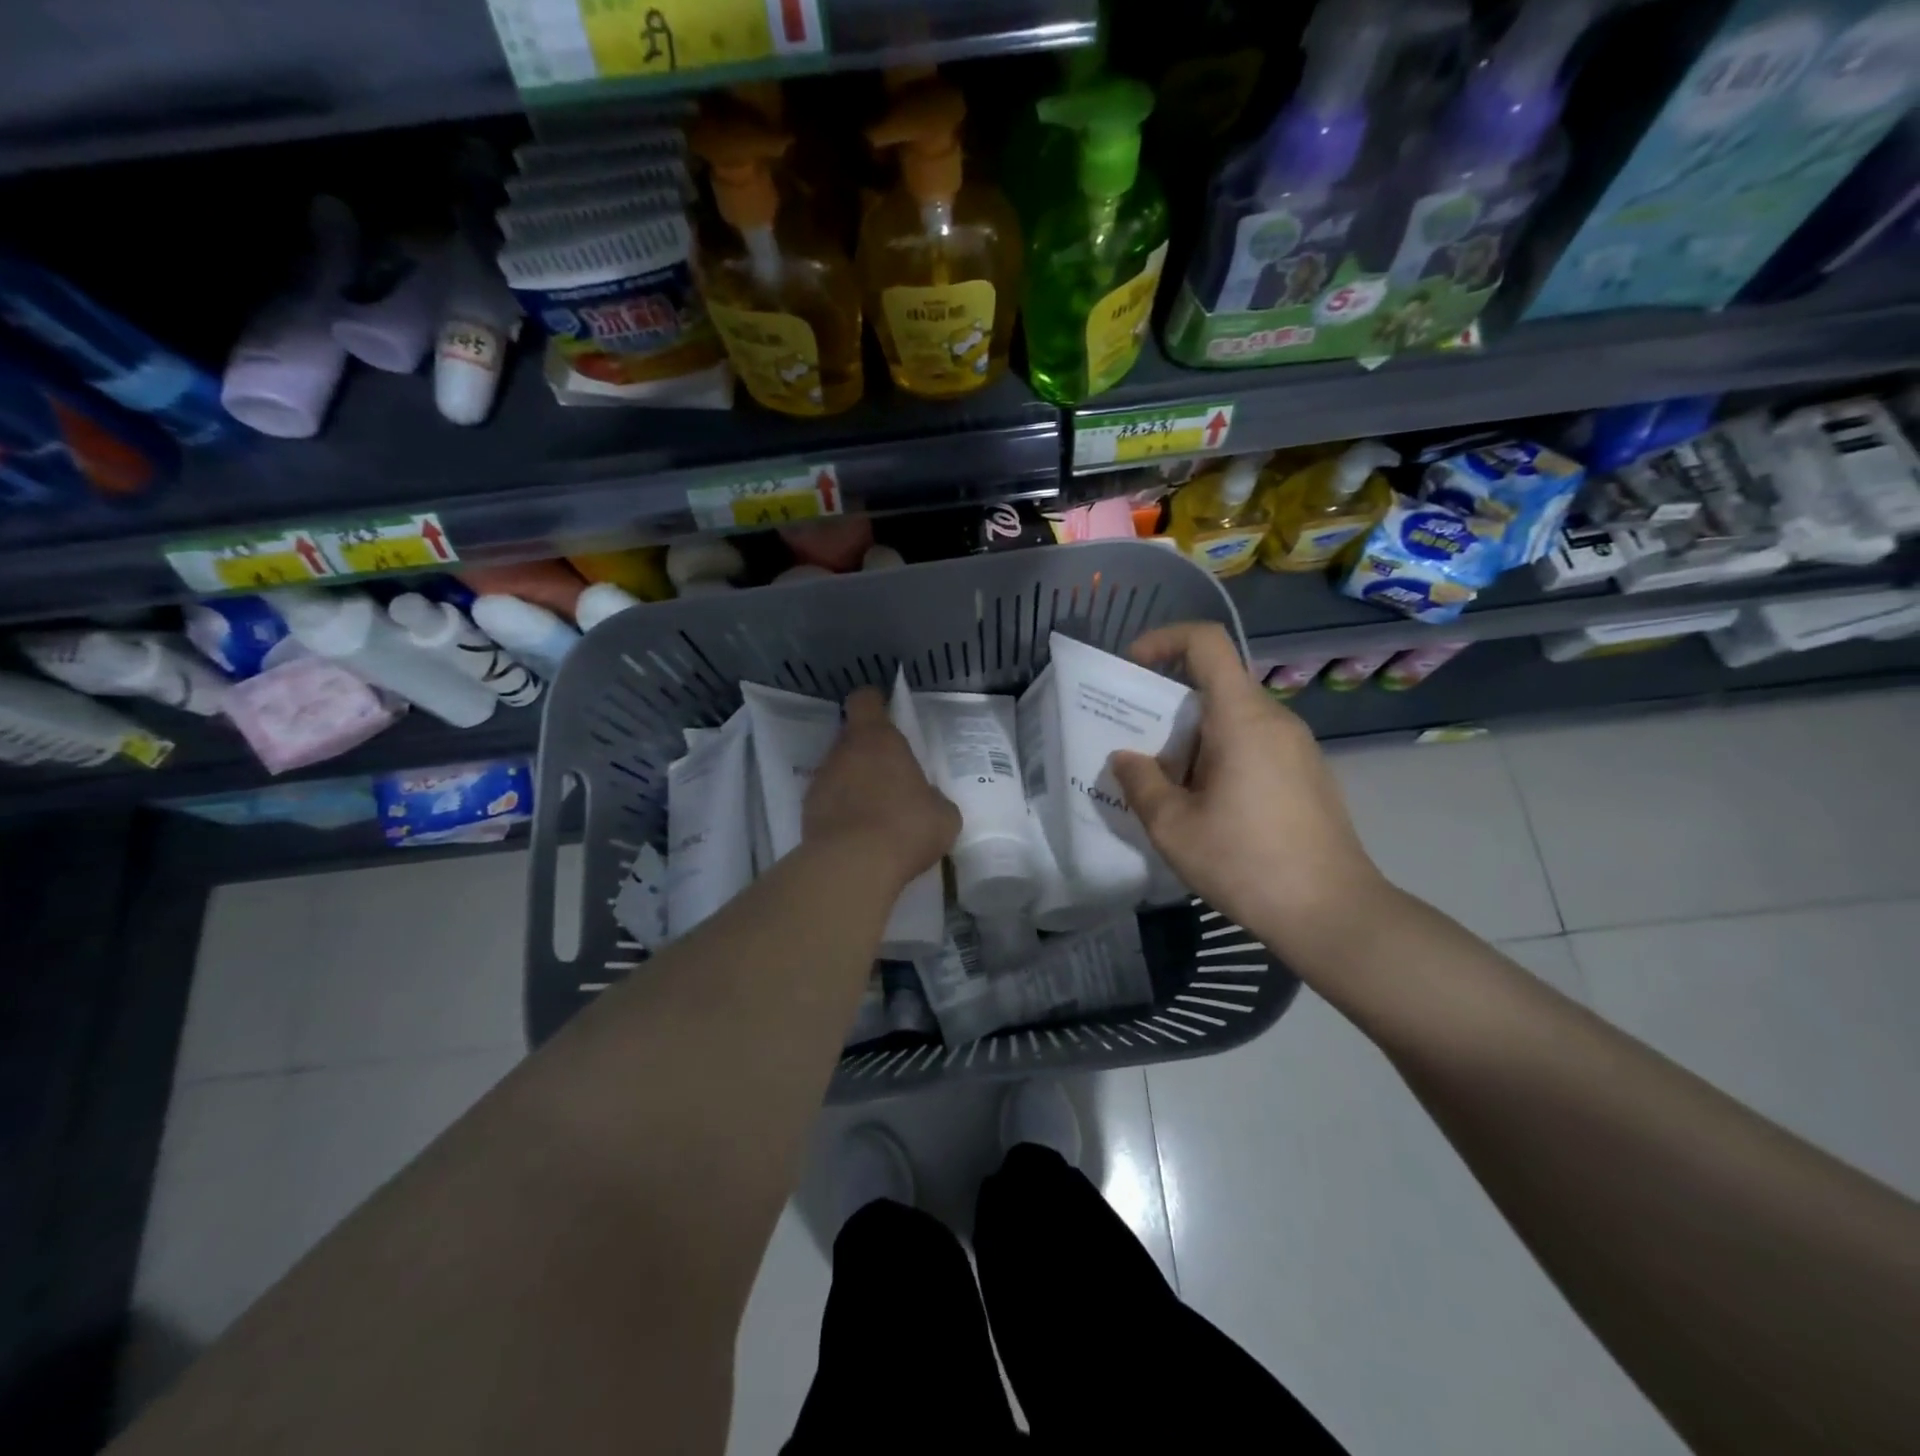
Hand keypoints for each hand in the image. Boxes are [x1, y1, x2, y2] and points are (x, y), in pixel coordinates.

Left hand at [805, 686, 959, 888]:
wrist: (852, 866)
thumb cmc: (906, 827)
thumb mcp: (943, 814)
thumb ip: (934, 798)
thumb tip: (927, 801)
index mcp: (878, 739)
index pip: (865, 700)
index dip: (875, 704)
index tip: (886, 714)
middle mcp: (843, 751)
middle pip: (851, 737)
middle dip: (868, 752)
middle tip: (891, 776)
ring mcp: (820, 781)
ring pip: (838, 770)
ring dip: (853, 783)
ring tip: (876, 813)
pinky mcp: (807, 812)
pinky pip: (828, 801)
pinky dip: (841, 811)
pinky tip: (859, 836)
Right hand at [1109, 623, 1387, 954]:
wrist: (1333, 913)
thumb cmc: (1246, 863)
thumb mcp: (1173, 827)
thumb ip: (1140, 783)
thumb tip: (1125, 758)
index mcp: (1242, 717)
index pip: (1206, 642)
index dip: (1163, 639)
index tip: (1132, 667)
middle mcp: (1275, 719)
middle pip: (1215, 684)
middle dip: (1168, 705)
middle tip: (1136, 745)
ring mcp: (1297, 746)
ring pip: (1233, 718)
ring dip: (1192, 738)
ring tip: (1166, 785)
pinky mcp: (1307, 773)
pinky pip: (1254, 744)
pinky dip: (1220, 756)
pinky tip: (1207, 806)